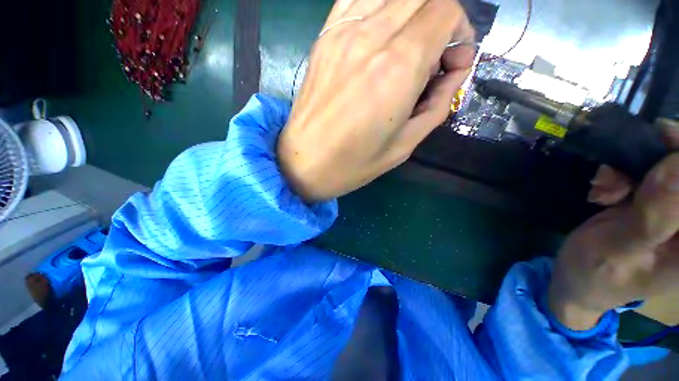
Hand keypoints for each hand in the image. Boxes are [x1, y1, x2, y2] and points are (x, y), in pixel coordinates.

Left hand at [278, 0, 475, 201]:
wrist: (304, 163)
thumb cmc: (353, 164)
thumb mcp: (405, 145)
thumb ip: (438, 103)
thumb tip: (453, 71)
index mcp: (397, 69)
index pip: (447, 11)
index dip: (460, 33)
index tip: (451, 65)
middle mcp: (371, 38)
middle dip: (441, 20)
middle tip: (432, 60)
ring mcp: (342, 33)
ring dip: (413, 13)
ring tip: (407, 50)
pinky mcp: (324, 37)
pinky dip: (382, 8)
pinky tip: (381, 36)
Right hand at [549, 119, 678, 329]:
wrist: (578, 278)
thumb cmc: (595, 273)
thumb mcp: (618, 250)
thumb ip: (652, 218)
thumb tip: (677, 164)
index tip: (662, 138)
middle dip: (658, 159)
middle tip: (618, 173)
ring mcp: (674, 212)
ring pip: (669, 164)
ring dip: (634, 167)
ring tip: (604, 188)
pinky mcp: (656, 202)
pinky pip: (649, 171)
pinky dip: (624, 172)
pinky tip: (605, 190)